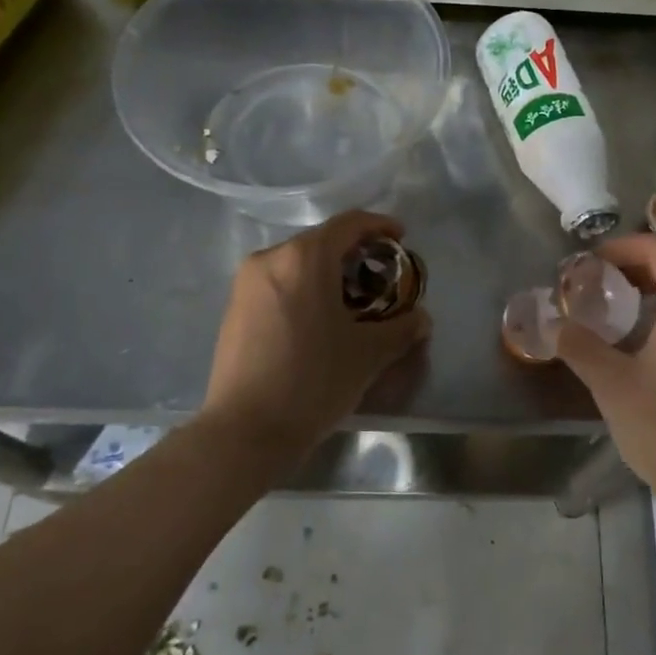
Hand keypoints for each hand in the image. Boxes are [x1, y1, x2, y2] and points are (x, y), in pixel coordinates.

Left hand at [202, 210, 431, 453]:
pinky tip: (319, 320)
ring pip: (298, 263)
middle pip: (322, 241)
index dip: (380, 226)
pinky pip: (279, 283)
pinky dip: (305, 289)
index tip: (402, 238)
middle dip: (356, 254)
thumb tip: (421, 320)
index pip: (349, 223)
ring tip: (352, 303)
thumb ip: (401, 329)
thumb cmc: (313, 380)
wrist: (245, 431)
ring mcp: (246, 283)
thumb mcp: (368, 354)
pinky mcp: (234, 308)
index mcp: (304, 257)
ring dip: (329, 273)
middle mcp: (271, 258)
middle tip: (382, 278)